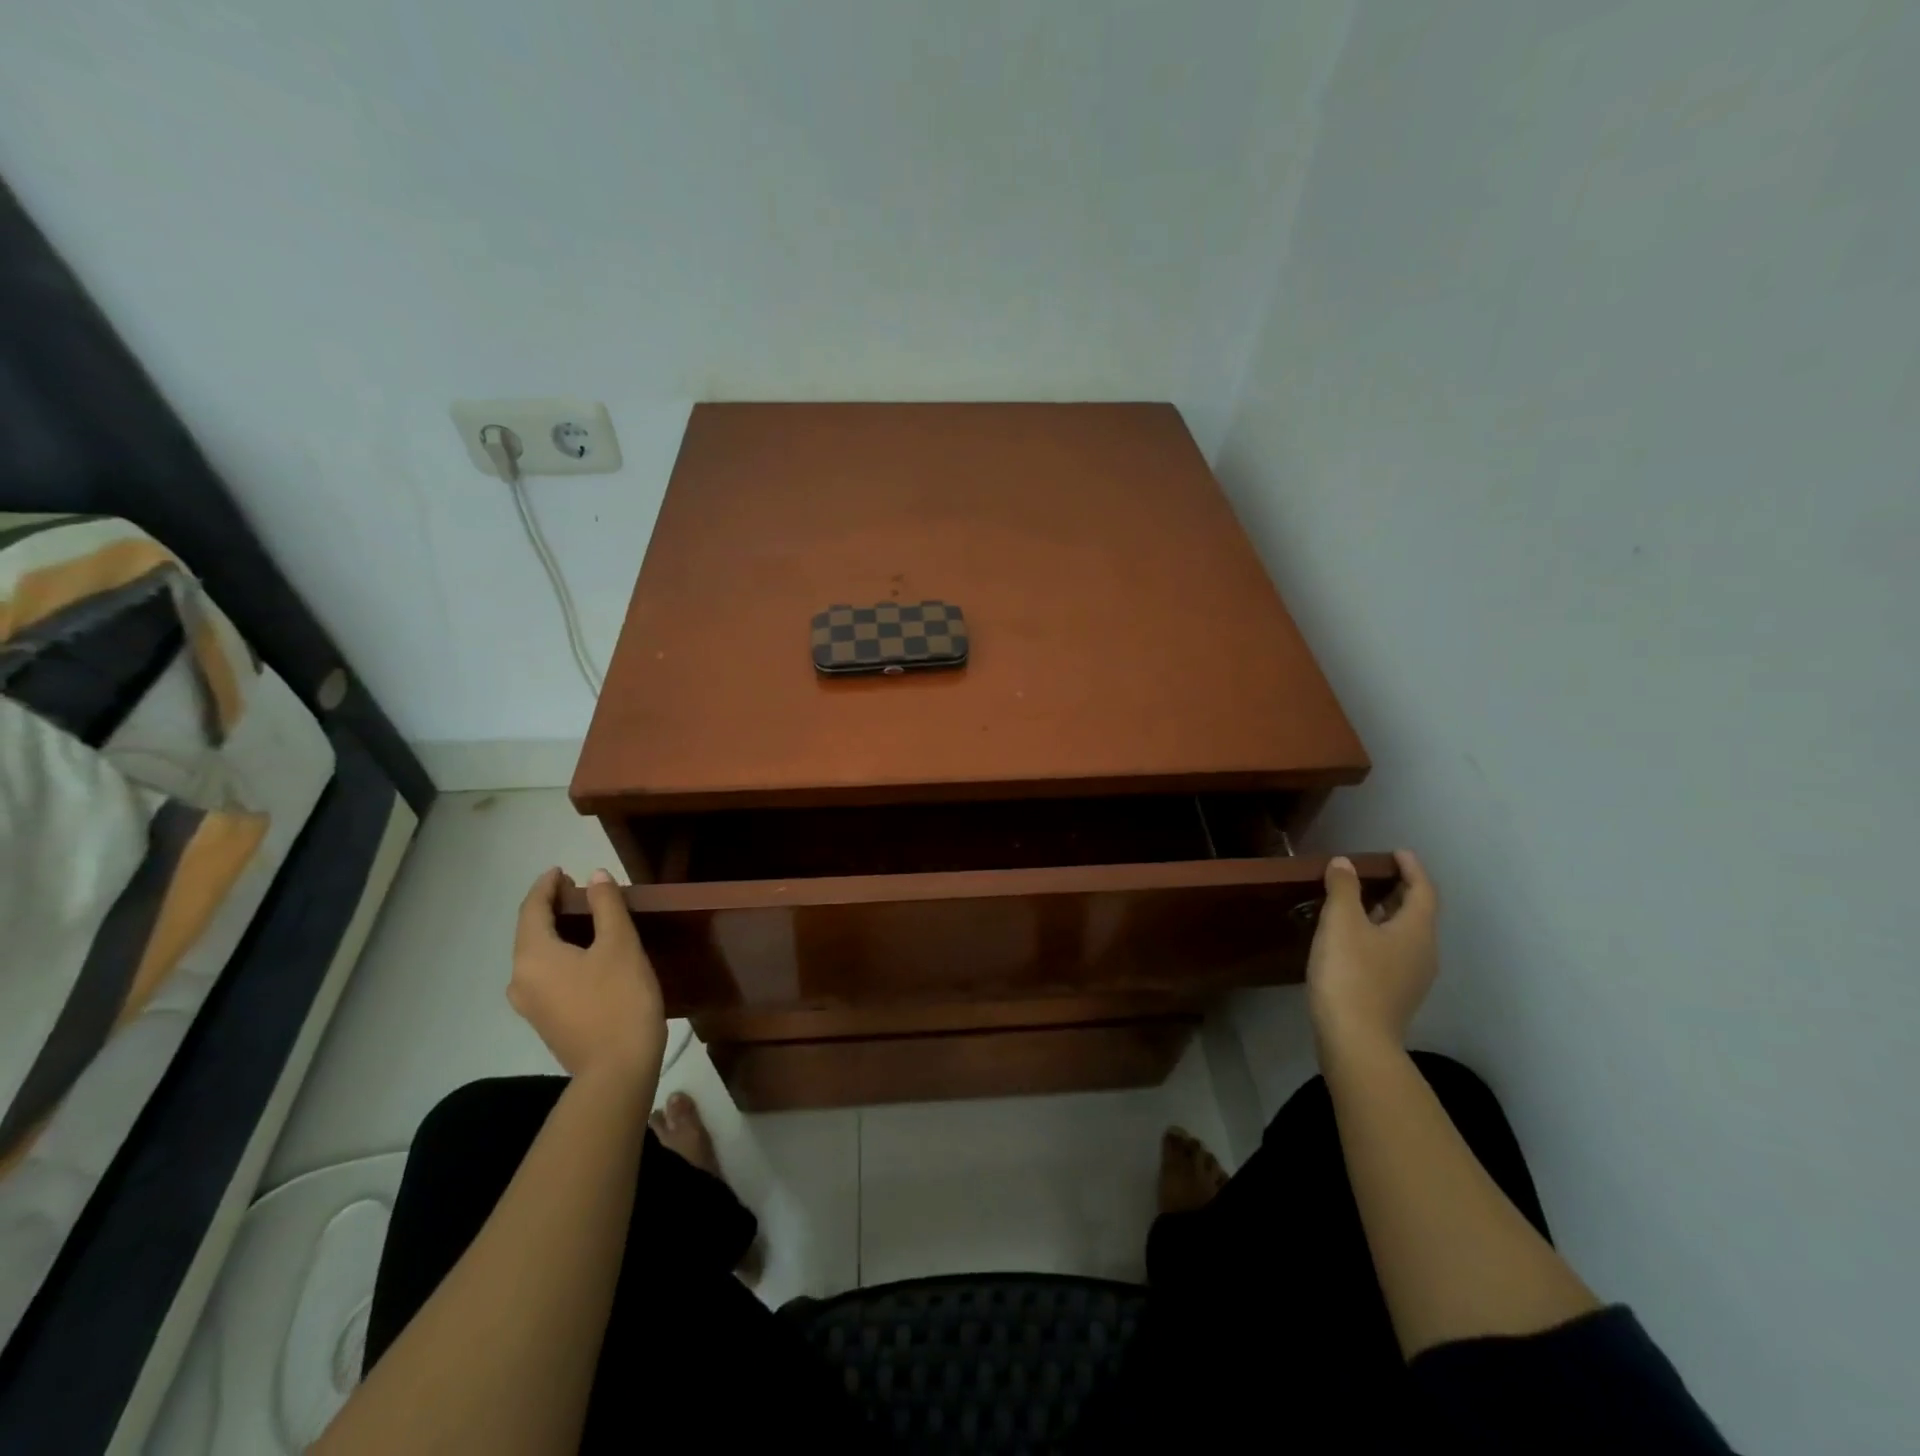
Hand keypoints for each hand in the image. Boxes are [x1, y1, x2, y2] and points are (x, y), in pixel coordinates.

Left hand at [509, 867, 665, 1083]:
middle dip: (551, 908)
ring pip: (538, 955)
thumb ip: (606, 906)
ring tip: (586, 918)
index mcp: (533, 957)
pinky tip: (586, 953)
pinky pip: (546, 974)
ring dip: (557, 932)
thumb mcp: (620, 945)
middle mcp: (520, 979)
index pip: (531, 909)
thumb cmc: (620, 1000)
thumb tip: (595, 876)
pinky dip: (561, 954)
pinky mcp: (546, 1021)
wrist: (617, 1070)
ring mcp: (530, 1004)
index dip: (546, 886)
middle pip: (530, 933)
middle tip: (580, 891)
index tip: (562, 870)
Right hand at [1306, 850, 1438, 1059]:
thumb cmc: (1351, 974)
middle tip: (1374, 874)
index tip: (1397, 853)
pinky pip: (1393, 953)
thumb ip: (1343, 889)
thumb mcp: (1341, 923)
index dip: (1412, 869)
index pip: (1423, 891)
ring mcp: (1412, 977)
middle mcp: (1423, 952)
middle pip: (1417, 913)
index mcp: (1417, 931)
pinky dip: (1378, 935)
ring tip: (1359, 903)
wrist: (1356, 1040)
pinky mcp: (1395, 994)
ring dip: (1386, 914)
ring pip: (1404, 934)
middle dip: (1398, 890)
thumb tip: (1345, 864)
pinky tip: (1353, 939)